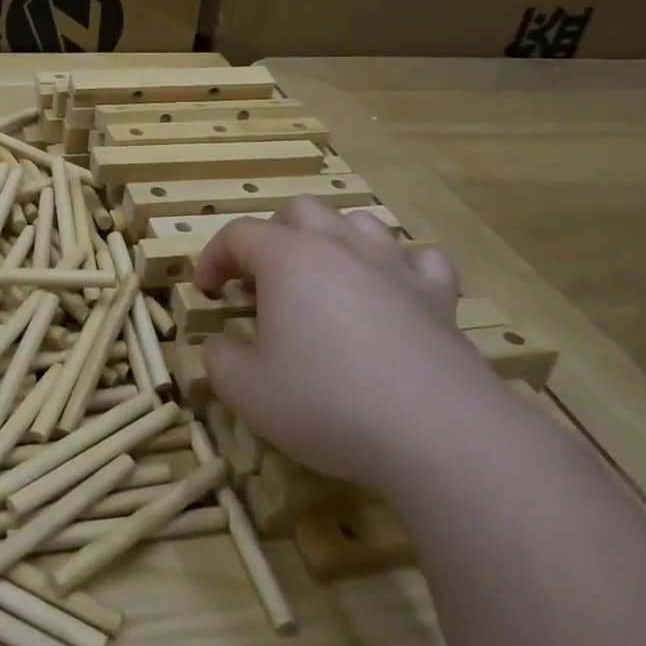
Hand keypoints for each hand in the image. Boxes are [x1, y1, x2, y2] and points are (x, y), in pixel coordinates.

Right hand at [195, 197, 506, 496]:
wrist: (437, 434)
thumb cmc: (326, 404)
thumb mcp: (247, 391)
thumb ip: (220, 360)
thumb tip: (217, 346)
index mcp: (287, 259)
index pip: (238, 234)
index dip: (214, 257)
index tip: (207, 290)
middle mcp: (340, 247)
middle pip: (299, 211)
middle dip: (272, 238)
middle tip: (263, 283)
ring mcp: (394, 266)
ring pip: (358, 222)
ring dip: (332, 240)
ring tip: (323, 279)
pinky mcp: (438, 296)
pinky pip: (419, 258)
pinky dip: (399, 266)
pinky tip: (391, 292)